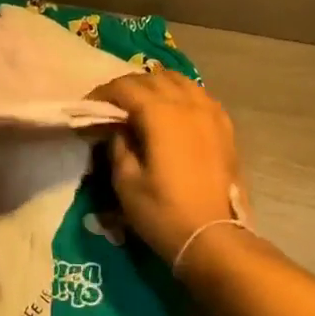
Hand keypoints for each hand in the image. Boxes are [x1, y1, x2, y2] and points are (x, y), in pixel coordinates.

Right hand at [89, 71, 241, 259]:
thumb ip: (118, 146)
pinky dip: (182, 95)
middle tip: (112, 106)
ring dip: (157, 86)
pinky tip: (174, 112)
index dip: (103, 93)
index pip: (126, 87)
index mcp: (161, 114)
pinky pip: (200, 96)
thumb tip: (118, 128)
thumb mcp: (126, 182)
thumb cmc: (164, 212)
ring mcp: (211, 113)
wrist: (214, 237)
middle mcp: (188, 104)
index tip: (89, 107)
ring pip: (180, 81)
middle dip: (128, 86)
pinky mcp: (225, 127)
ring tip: (142, 104)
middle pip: (153, 78)